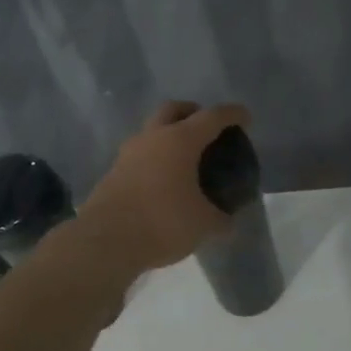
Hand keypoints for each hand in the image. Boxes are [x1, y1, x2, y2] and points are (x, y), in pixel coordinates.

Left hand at [77, 101, 248, 275]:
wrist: (106, 241)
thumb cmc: (163, 223)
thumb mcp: (203, 224)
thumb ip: (220, 218)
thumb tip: (227, 220)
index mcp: (180, 140)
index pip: (212, 117)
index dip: (231, 115)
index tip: (244, 117)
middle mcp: (152, 138)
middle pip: (174, 110)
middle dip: (192, 112)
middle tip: (206, 128)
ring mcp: (128, 153)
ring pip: (152, 131)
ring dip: (168, 135)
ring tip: (184, 157)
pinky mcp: (113, 172)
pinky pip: (140, 155)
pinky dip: (154, 158)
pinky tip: (163, 179)